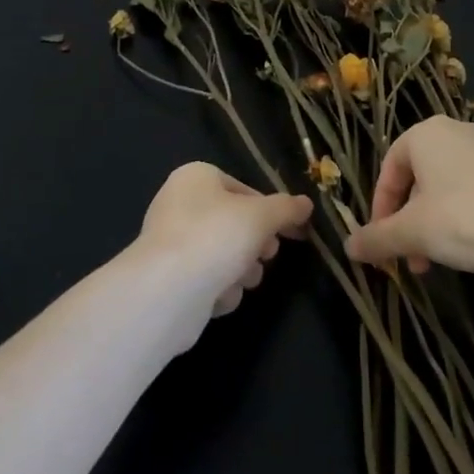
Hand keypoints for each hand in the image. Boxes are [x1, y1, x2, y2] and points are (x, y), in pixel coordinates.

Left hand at [134, 162, 313, 316]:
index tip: (293, 232)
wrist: (167, 291)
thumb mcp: (261, 216)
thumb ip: (286, 209)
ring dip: (241, 270)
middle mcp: (179, 204)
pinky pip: (207, 279)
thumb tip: (306, 204)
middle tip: (267, 255)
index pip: (245, 190)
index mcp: (196, 177)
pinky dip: (218, 289)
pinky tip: (219, 296)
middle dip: (255, 244)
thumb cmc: (216, 237)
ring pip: (224, 254)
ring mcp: (172, 242)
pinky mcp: (169, 279)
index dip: (272, 212)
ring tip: (242, 279)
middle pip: (235, 223)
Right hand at [343, 117, 473, 276]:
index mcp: (425, 134)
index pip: (388, 169)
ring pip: (447, 188)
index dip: (380, 209)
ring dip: (435, 225)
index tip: (381, 244)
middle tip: (412, 260)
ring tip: (442, 262)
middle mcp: (456, 131)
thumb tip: (348, 247)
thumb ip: (377, 239)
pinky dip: (465, 218)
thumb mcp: (414, 233)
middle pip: (418, 179)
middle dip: (409, 223)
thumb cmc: (467, 218)